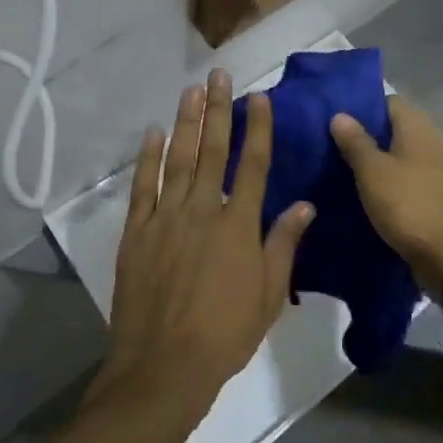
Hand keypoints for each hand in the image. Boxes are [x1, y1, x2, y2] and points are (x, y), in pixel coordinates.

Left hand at [100, 69, 313, 430]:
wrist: (163, 366)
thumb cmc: (225, 335)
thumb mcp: (268, 295)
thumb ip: (284, 245)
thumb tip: (305, 205)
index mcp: (239, 225)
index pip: (253, 165)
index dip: (257, 128)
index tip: (258, 97)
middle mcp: (203, 210)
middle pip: (213, 150)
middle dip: (218, 109)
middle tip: (219, 76)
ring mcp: (166, 218)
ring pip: (178, 159)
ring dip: (186, 123)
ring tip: (190, 91)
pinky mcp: (138, 232)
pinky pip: (144, 187)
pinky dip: (149, 159)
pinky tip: (154, 134)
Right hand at [330, 95, 442, 295]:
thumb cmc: (408, 206)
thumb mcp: (373, 172)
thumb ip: (355, 141)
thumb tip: (340, 114)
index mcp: (418, 128)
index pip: (388, 101)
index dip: (362, 106)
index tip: (335, 117)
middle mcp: (432, 141)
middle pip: (395, 127)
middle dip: (366, 133)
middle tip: (333, 143)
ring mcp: (438, 168)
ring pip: (401, 153)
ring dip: (377, 158)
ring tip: (344, 166)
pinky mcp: (437, 193)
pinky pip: (408, 175)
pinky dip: (390, 178)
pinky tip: (368, 190)